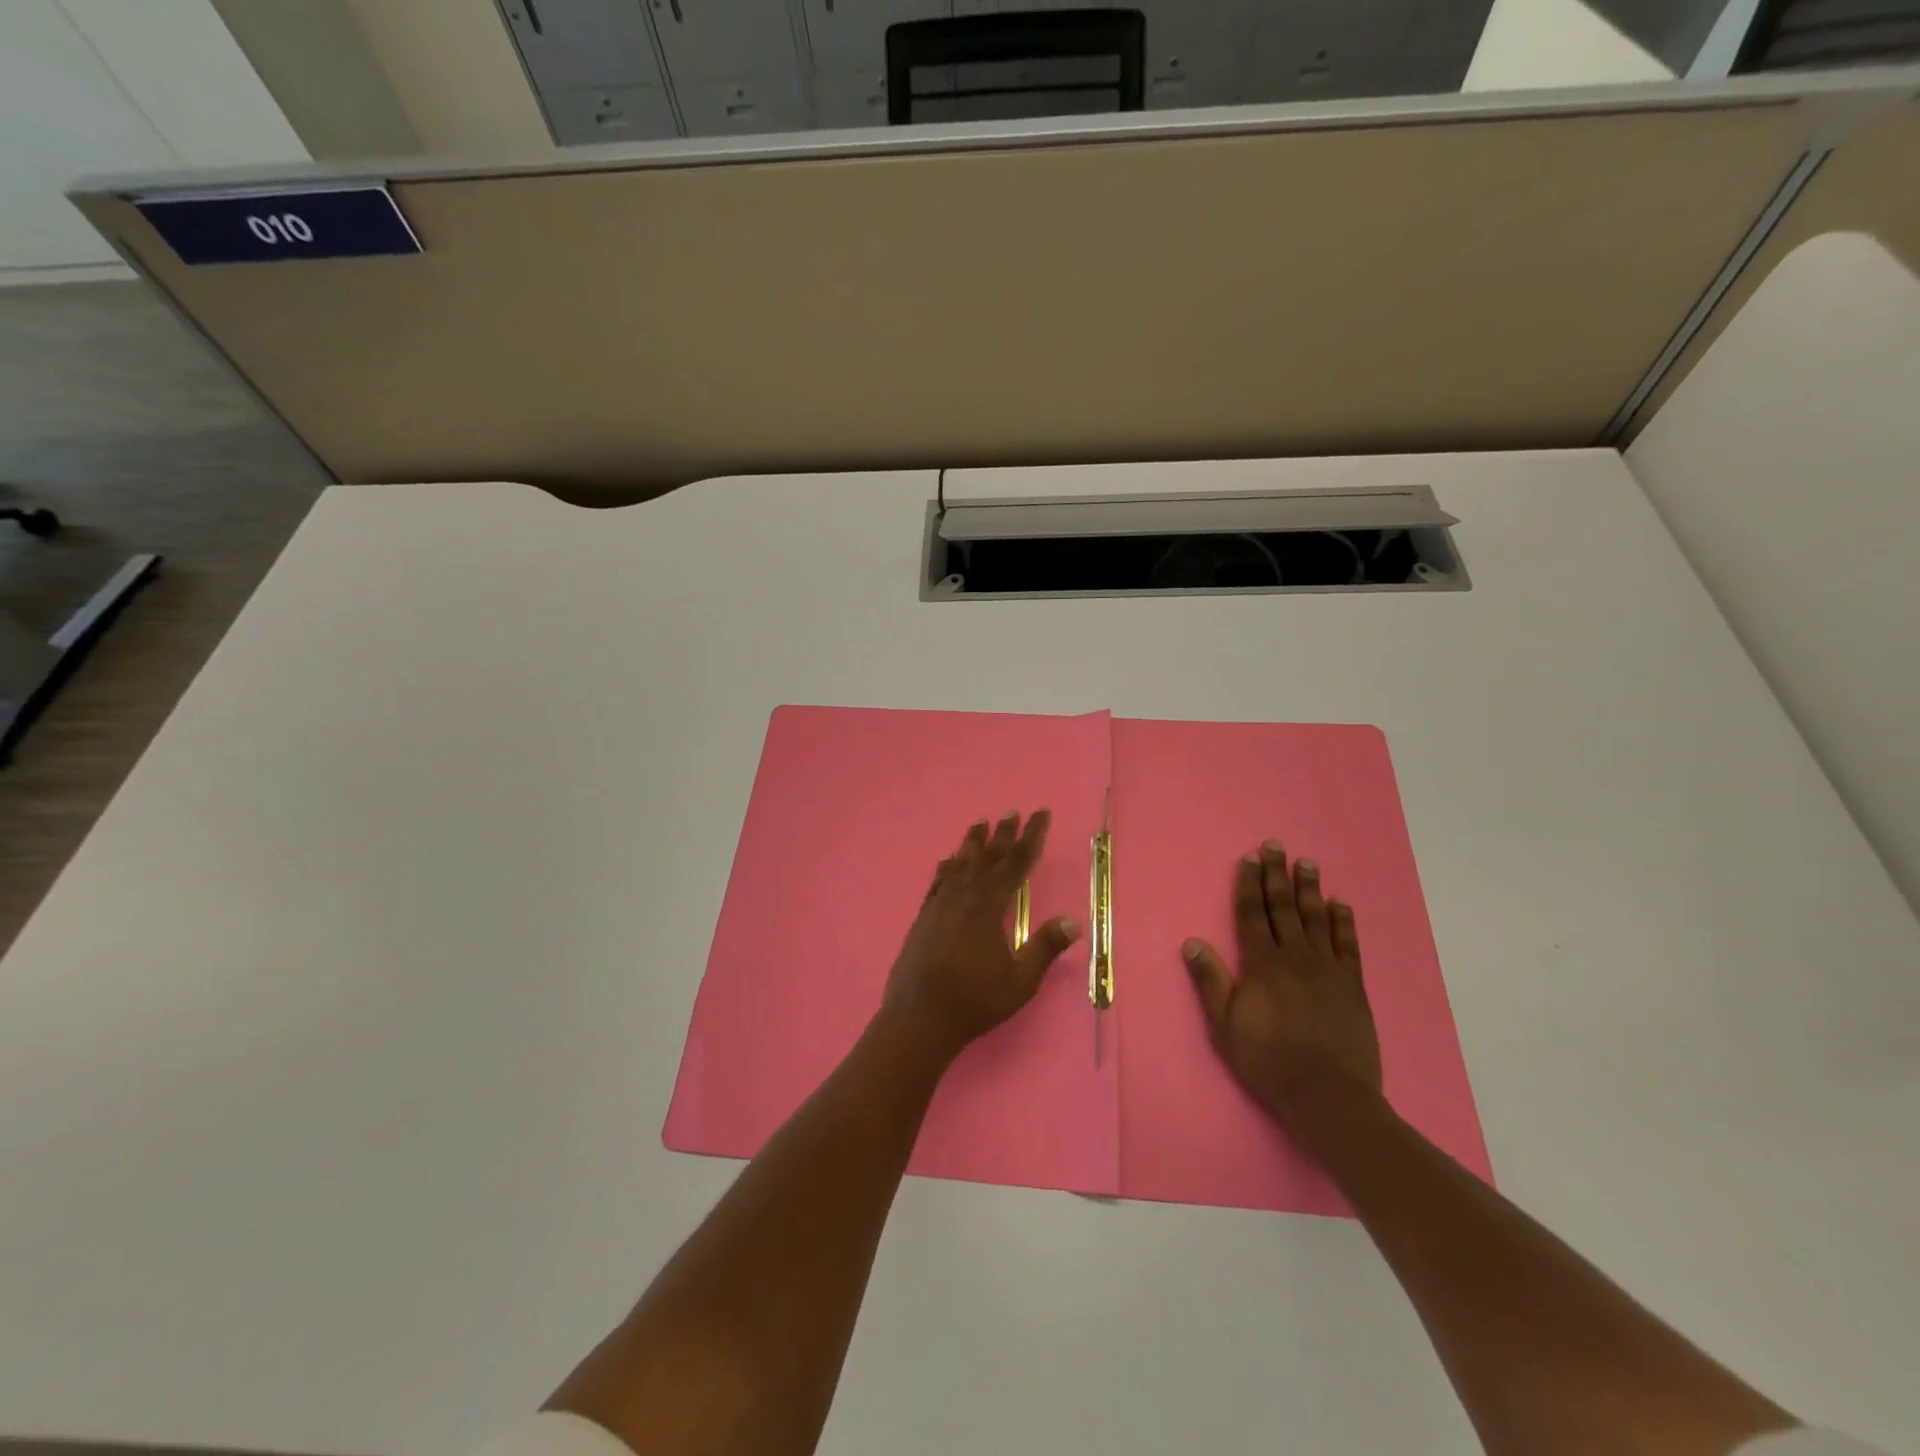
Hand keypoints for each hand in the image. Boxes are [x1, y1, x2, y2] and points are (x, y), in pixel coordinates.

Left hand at [880, 810, 1082, 1060]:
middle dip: (1003, 833)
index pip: (1016, 862)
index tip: (1040, 814)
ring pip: (959, 864)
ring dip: (972, 843)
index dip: (1031, 837)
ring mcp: (939, 905)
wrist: (919, 1018)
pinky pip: (937, 882)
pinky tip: (947, 861)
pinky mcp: (923, 917)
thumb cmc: (975, 1000)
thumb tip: (1073, 921)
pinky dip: (946, 867)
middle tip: (1012, 811)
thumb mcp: (1020, 980)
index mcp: (989, 905)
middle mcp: (963, 896)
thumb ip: (1045, 947)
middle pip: (987, 856)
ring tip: (980, 824)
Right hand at [1182, 841, 1382, 1137]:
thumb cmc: (1268, 1061)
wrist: (1328, 1096)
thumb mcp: (1225, 1025)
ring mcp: (1328, 969)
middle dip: (1277, 875)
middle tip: (1276, 845)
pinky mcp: (1353, 986)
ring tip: (1307, 863)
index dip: (1249, 885)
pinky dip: (1344, 922)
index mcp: (1262, 965)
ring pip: (1316, 919)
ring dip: (1310, 889)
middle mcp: (1295, 957)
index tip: (1249, 858)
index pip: (1252, 915)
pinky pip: (1348, 945)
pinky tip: (1340, 904)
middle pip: (1283, 908)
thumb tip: (1192, 942)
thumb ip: (1210, 980)